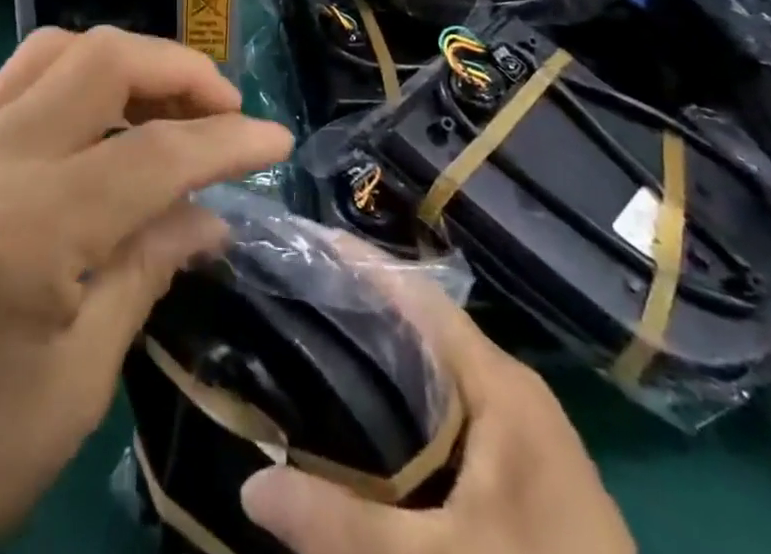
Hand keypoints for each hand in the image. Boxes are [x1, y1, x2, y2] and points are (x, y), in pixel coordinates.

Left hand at [0, 26, 293, 553]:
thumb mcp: (77, 381)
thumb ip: (148, 270)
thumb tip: (213, 216)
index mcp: (31, 224)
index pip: (157, 153)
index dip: (229, 144)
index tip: (277, 142)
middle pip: (105, 61)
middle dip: (180, 72)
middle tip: (226, 112)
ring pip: (62, 50)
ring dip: (130, 62)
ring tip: (173, 105)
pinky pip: (24, 75)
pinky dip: (80, 73)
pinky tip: (106, 116)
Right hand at [240, 260, 634, 553]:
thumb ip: (345, 525)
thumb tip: (248, 488)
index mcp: (498, 383)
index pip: (418, 296)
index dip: (361, 265)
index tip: (302, 245)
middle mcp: (510, 390)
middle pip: (422, 328)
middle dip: (359, 311)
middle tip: (288, 302)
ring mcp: (521, 434)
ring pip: (435, 372)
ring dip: (381, 359)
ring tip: (310, 350)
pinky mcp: (522, 474)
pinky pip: (450, 412)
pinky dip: (405, 404)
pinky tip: (364, 428)